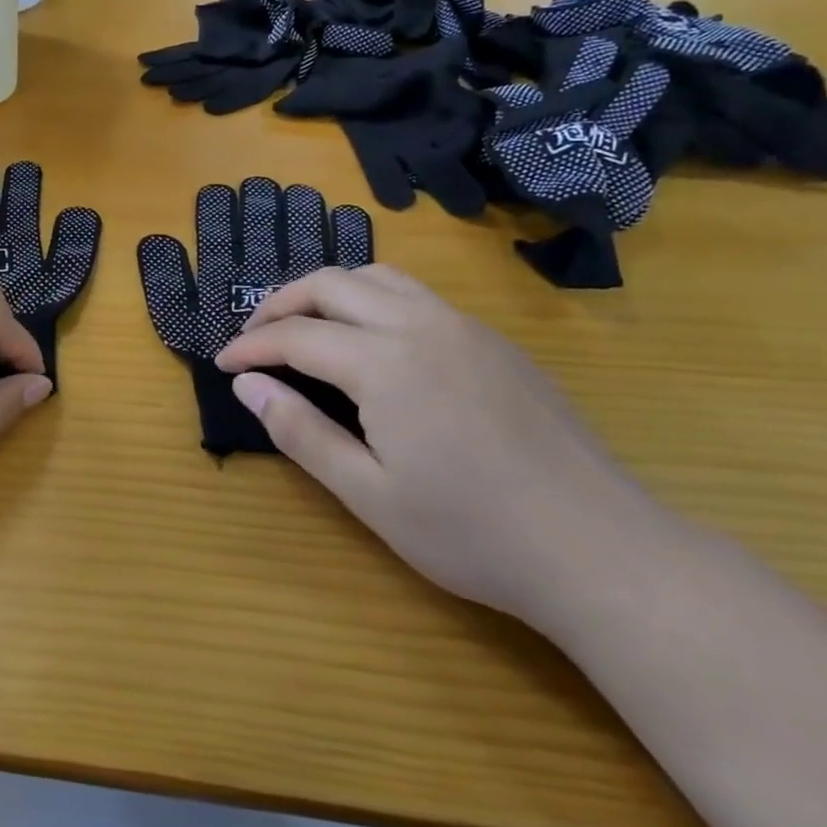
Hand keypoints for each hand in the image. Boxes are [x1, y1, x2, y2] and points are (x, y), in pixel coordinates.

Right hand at [214, 265, 671, 627]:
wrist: (602, 550)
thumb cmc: (473, 533)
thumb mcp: (368, 495)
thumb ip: (300, 432)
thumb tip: (247, 385)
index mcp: (385, 363)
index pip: (296, 335)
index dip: (251, 346)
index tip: (224, 365)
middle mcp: (421, 325)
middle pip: (331, 284)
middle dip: (280, 304)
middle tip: (254, 338)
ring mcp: (464, 327)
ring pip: (377, 276)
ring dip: (328, 292)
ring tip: (305, 327)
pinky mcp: (494, 341)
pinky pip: (416, 295)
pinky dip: (372, 299)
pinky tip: (371, 342)